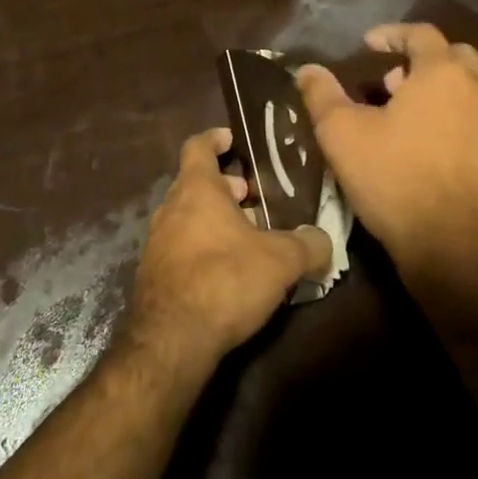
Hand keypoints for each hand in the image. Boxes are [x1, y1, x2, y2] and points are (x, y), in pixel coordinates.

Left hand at [124, 128, 332, 371]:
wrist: (172, 339)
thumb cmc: (226, 280)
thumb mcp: (281, 260)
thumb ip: (307, 245)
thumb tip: (323, 239)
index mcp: (196, 189)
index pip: (198, 147)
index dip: (215, 139)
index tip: (233, 140)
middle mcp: (170, 208)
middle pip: (195, 184)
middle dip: (225, 188)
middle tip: (254, 198)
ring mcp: (157, 243)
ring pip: (188, 217)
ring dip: (215, 220)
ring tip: (249, 237)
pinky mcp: (154, 275)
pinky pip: (181, 248)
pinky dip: (203, 248)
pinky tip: (228, 271)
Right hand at [297, 23, 477, 277]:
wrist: (458, 250)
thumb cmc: (396, 180)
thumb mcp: (343, 135)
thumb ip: (322, 95)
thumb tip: (307, 70)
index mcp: (443, 74)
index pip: (421, 33)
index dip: (392, 34)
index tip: (368, 44)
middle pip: (455, 57)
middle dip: (422, 60)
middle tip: (392, 81)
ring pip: (473, 91)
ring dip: (442, 92)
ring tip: (409, 117)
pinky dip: (459, 120)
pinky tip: (435, 149)